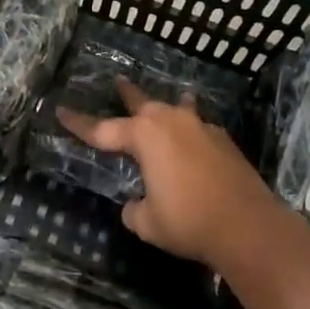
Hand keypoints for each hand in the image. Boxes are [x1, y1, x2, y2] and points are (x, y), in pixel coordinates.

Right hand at [57, 81, 285, 265]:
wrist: (249, 226)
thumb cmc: (188, 221)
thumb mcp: (146, 222)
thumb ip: (134, 208)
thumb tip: (137, 204)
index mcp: (144, 135)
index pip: (102, 130)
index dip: (79, 123)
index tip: (60, 111)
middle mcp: (171, 122)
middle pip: (141, 103)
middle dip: (127, 95)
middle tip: (117, 82)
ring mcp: (202, 128)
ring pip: (177, 108)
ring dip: (168, 107)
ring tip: (170, 101)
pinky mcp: (225, 141)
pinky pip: (199, 128)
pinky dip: (192, 132)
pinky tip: (196, 142)